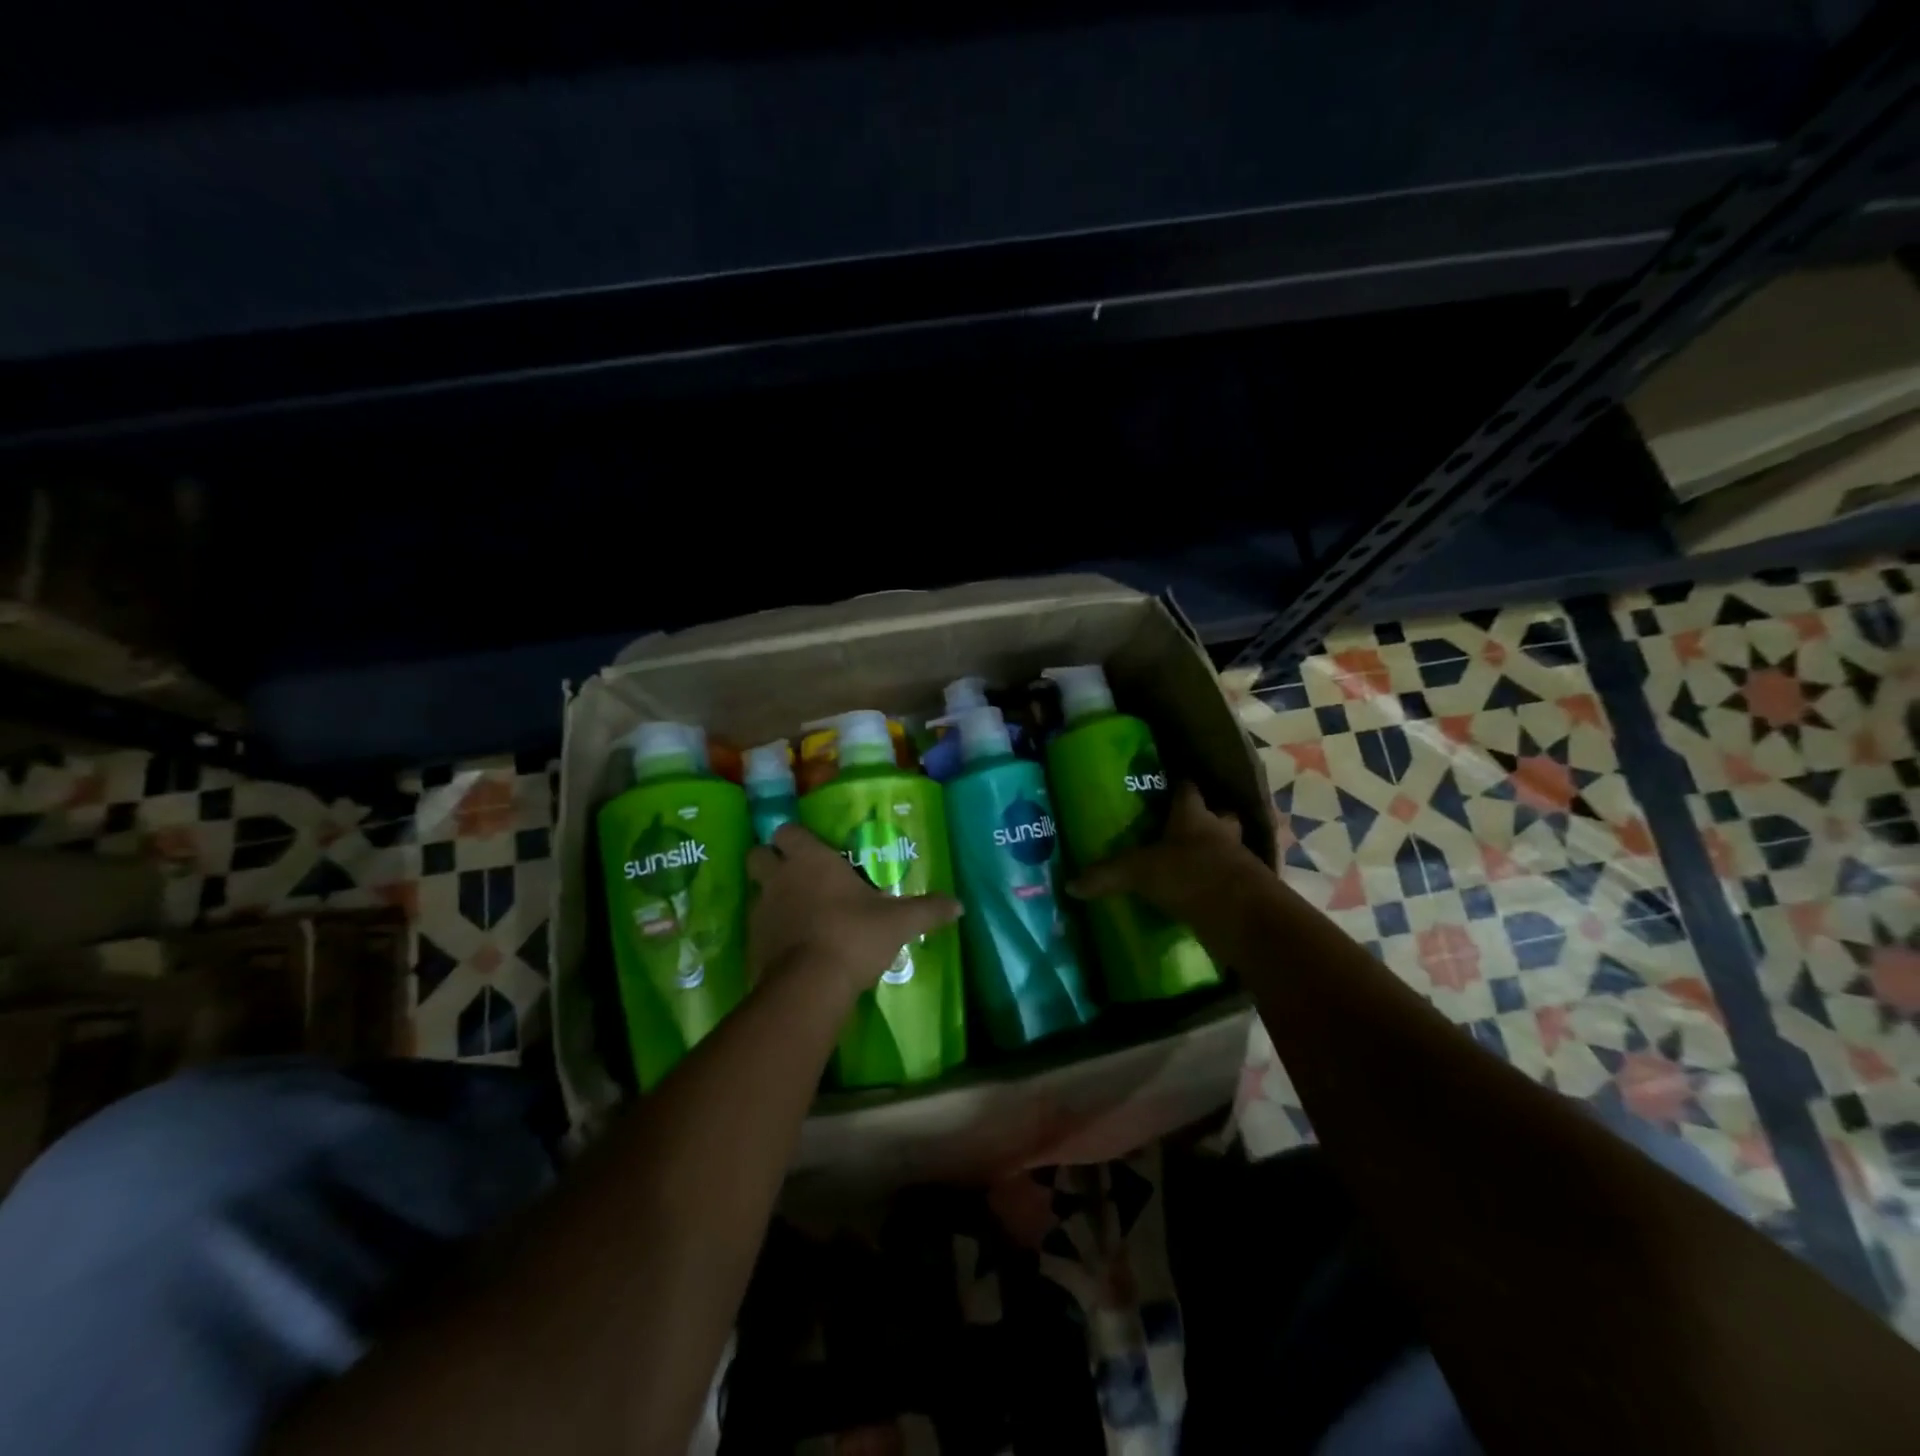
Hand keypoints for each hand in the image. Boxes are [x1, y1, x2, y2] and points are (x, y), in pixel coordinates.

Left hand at [747, 823, 962, 996]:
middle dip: (772, 859)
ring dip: (771, 896)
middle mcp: (779, 877)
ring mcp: (761, 910)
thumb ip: (928, 910)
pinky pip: (757, 926)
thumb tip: (959, 905)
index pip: (788, 830)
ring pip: (756, 890)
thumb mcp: (899, 922)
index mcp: (811, 860)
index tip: (813, 849)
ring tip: (797, 912)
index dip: (796, 837)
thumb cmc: (854, 936)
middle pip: (758, 854)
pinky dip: (770, 930)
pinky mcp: (751, 942)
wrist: (810, 986)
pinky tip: (793, 945)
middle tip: (797, 874)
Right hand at [1068, 782, 1268, 925]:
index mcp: (1193, 816)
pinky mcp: (1250, 889)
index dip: (1179, 785)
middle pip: (1218, 816)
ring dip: (1217, 852)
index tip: (1170, 784)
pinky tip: (1205, 893)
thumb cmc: (1189, 875)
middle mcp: (1220, 831)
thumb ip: (1107, 876)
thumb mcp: (1138, 873)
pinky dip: (1221, 884)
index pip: (1187, 789)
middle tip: (1187, 827)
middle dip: (1207, 818)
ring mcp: (1240, 860)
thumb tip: (1070, 885)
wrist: (1243, 915)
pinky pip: (1233, 880)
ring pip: (1230, 847)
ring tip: (1195, 862)